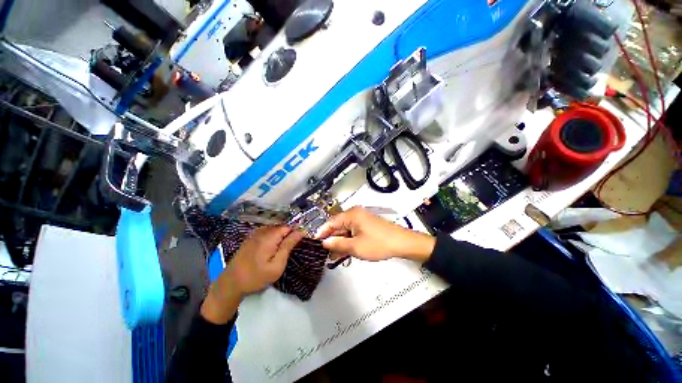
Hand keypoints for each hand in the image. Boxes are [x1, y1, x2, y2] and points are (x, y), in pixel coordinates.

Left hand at [201, 226, 304, 323]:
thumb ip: (288, 246)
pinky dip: (273, 237)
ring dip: (281, 235)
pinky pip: (267, 232)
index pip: (288, 226)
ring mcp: (254, 234)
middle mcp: (261, 231)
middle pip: (281, 226)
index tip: (302, 239)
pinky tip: (273, 247)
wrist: (230, 284)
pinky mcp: (251, 238)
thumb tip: (300, 231)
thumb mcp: (277, 265)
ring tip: (283, 249)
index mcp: (269, 236)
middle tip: (292, 247)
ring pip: (274, 229)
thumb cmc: (256, 277)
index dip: (296, 231)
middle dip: (289, 233)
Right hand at [315, 207, 434, 261]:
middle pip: (338, 226)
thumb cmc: (378, 243)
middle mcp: (355, 214)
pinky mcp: (367, 226)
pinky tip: (344, 252)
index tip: (314, 243)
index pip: (331, 222)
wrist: (402, 243)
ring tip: (333, 256)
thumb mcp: (355, 246)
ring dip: (340, 242)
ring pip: (346, 231)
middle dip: (332, 240)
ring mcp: (362, 220)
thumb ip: (337, 244)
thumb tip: (325, 243)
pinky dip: (349, 241)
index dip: (322, 233)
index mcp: (351, 215)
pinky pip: (353, 233)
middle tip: (324, 253)